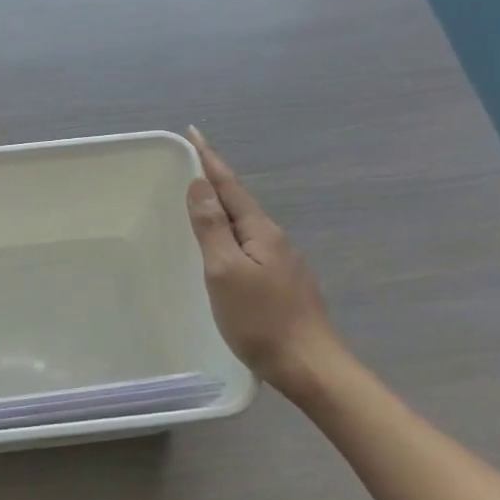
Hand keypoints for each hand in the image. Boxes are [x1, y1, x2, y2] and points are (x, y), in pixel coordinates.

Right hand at [185, 127, 341, 393]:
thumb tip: (200, 185)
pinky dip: (230, 234)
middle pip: (239, 202)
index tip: (194, 133)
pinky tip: (222, 247)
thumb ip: (212, 227)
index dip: (210, 160)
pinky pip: (249, 246)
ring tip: (199, 202)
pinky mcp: (281, 284)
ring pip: (244, 226)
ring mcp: (281, 262)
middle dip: (214, 181)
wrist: (309, 366)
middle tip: (189, 165)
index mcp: (261, 231)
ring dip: (222, 208)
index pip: (230, 186)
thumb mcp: (225, 271)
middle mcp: (274, 240)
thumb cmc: (261, 319)